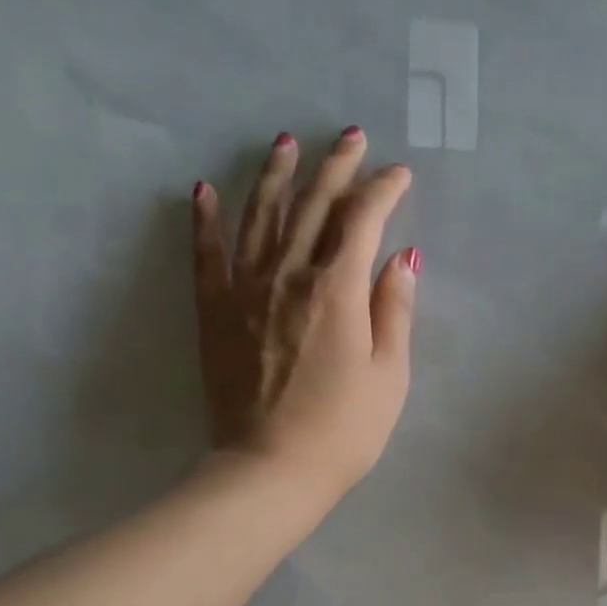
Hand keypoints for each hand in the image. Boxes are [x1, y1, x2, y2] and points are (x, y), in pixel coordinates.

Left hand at [193, 128, 417, 495]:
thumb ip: (395, 312)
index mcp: (339, 290)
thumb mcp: (389, 377)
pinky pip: (207, 254)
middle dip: (336, 167)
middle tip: (351, 137)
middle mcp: (290, 275)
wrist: (271, 469)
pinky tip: (204, 191)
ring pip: (260, 215)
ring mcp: (246, 290)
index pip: (363, 221)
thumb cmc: (343, 431)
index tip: (399, 175)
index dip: (383, 191)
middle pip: (313, 205)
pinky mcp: (216, 313)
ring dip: (275, 175)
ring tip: (285, 143)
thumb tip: (402, 258)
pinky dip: (206, 220)